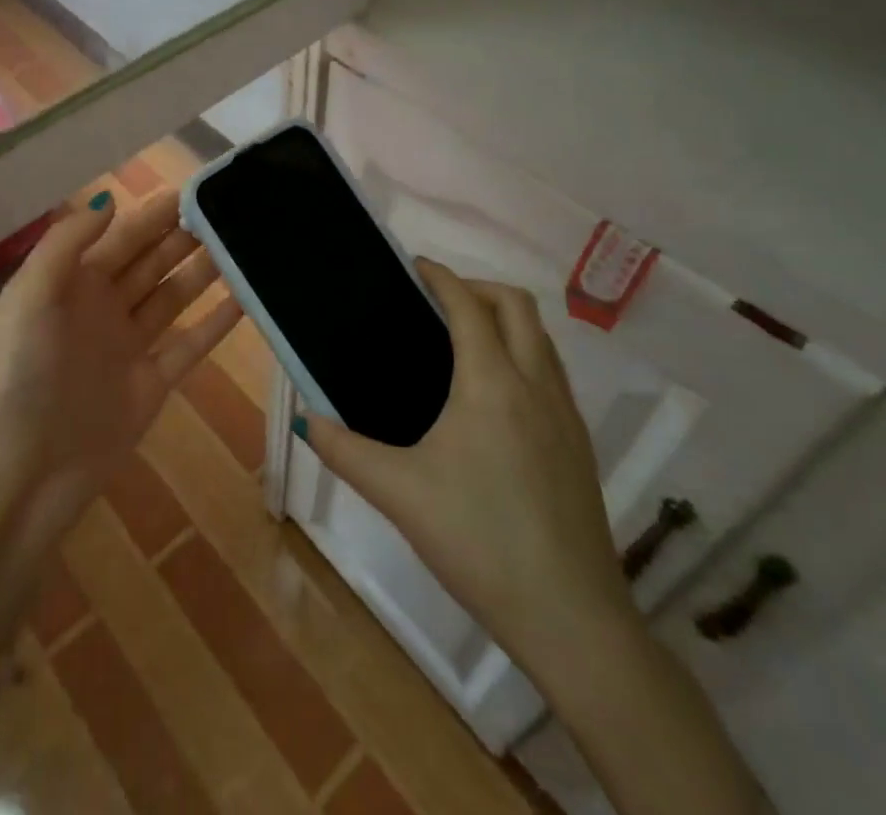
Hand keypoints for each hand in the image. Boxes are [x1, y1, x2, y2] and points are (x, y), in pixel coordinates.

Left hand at [0, 190, 243, 535]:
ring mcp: (129, 345)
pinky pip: (190, 344)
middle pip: (151, 261)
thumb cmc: (21, 374)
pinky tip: (244, 299)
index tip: (193, 187)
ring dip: (204, 270)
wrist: (23, 471)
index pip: (122, 236)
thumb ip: (68, 243)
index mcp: (72, 283)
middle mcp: (103, 307)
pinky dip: (215, 322)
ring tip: (242, 243)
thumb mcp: (31, 296)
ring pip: (173, 296)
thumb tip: (110, 199)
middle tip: (229, 209)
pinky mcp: (152, 383)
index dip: (154, 213)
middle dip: (184, 235)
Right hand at [297, 261, 636, 680]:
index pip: (468, 305)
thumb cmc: (478, 541)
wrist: (572, 619)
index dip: (441, 277)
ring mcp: (566, 415)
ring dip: (504, 319)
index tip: (414, 266)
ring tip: (460, 339)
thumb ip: (345, 450)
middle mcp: (536, 385)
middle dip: (477, 288)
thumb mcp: (398, 493)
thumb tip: (306, 421)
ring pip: (542, 338)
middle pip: (517, 305)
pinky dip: (522, 353)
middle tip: (435, 301)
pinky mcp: (579, 445)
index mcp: (491, 383)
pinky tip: (492, 395)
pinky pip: (551, 372)